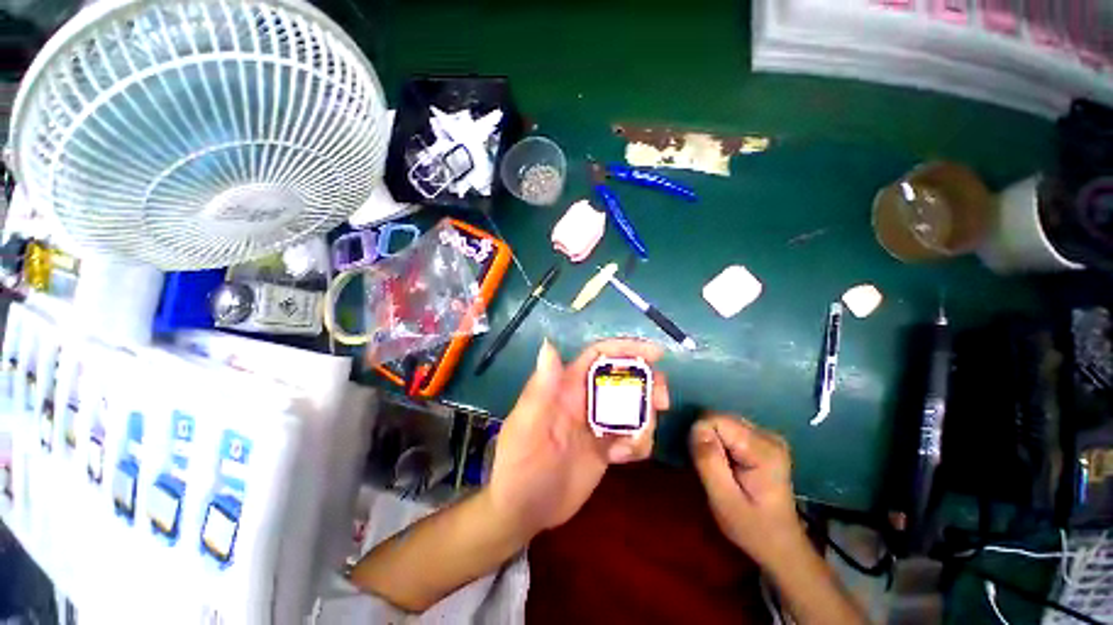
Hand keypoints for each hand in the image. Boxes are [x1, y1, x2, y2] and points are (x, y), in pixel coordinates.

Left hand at [486, 339, 669, 538]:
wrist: (524, 511)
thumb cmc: (520, 466)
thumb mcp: (528, 425)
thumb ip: (541, 387)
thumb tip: (548, 344)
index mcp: (566, 386)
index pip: (598, 356)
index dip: (625, 349)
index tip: (657, 353)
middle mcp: (585, 399)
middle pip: (624, 378)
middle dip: (647, 383)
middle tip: (662, 402)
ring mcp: (598, 423)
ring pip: (634, 407)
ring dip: (645, 420)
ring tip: (630, 446)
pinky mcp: (606, 446)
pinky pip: (633, 436)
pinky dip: (638, 444)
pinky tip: (620, 460)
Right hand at [690, 415, 805, 566]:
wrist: (781, 545)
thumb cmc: (751, 527)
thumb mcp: (723, 500)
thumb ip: (708, 461)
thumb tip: (695, 427)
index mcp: (763, 449)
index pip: (715, 420)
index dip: (701, 437)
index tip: (704, 464)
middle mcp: (768, 435)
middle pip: (719, 417)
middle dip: (706, 438)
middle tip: (711, 469)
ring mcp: (768, 435)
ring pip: (722, 421)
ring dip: (712, 440)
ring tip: (719, 467)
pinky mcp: (763, 439)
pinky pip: (729, 428)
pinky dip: (720, 442)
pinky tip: (727, 462)